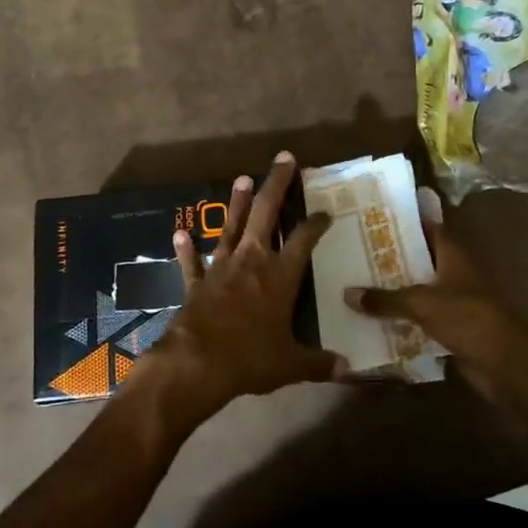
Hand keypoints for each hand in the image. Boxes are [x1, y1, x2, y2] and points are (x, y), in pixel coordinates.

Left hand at [148, 153, 344, 417]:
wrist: (198, 363)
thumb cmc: (251, 359)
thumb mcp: (291, 364)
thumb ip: (318, 363)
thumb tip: (347, 369)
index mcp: (280, 276)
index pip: (304, 239)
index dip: (316, 223)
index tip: (325, 211)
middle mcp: (251, 262)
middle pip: (266, 213)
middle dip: (276, 184)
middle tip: (284, 158)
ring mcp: (221, 268)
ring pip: (231, 227)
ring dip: (237, 203)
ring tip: (242, 178)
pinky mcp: (196, 282)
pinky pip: (191, 262)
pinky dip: (186, 249)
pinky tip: (180, 233)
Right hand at [343, 189, 527, 405]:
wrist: (504, 364)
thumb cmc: (468, 318)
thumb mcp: (422, 303)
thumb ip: (385, 299)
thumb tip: (347, 293)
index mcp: (453, 256)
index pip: (429, 228)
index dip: (405, 222)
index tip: (374, 219)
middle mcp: (453, 274)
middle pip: (419, 260)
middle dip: (390, 258)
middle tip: (354, 252)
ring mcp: (453, 302)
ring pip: (417, 291)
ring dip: (393, 291)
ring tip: (356, 283)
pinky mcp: (450, 328)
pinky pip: (419, 319)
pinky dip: (401, 319)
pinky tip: (372, 319)